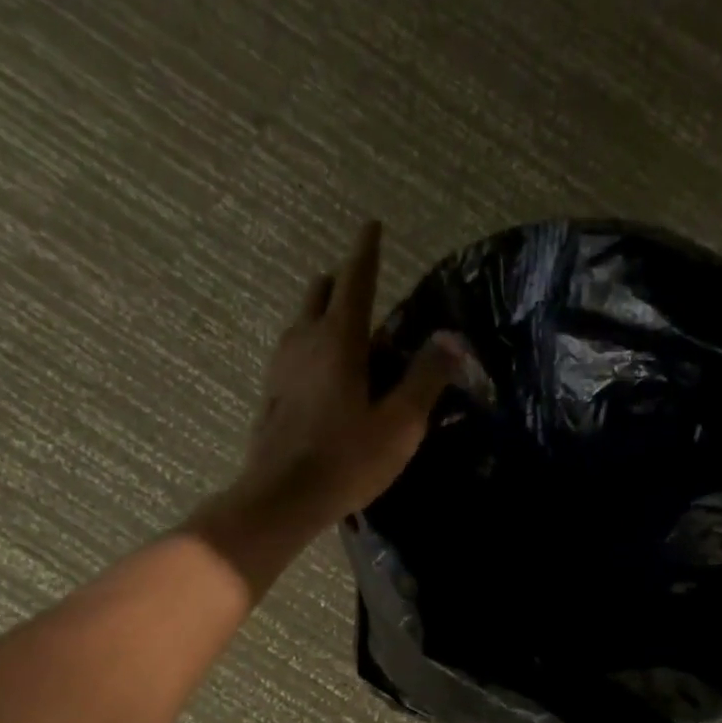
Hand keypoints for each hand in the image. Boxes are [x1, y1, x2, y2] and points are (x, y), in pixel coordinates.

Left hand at [226, 220, 459, 533]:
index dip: (366, 251)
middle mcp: (304, 341)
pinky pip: (293, 353)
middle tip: (362, 289)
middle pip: (320, 294)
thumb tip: (450, 339)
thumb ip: (426, 378)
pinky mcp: (271, 393)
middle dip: (341, 283)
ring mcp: (281, 367)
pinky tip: (321, 374)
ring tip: (345, 333)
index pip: (355, 280)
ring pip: (301, 322)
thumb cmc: (347, 460)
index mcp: (339, 340)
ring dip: (322, 315)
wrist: (282, 497)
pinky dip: (311, 347)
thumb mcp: (399, 424)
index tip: (371, 225)